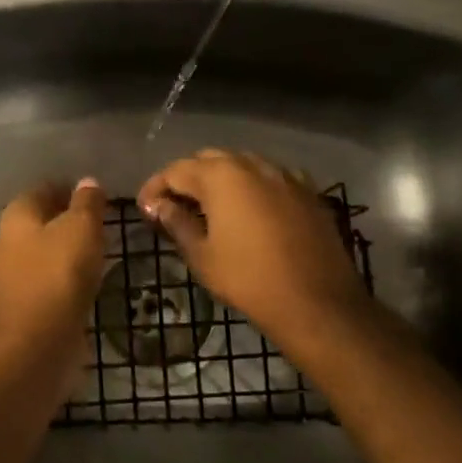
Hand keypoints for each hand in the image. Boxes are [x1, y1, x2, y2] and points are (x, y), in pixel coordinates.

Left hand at [0, 178, 107, 361]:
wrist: (37, 341)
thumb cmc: (59, 273)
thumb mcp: (81, 228)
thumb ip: (86, 203)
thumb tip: (87, 182)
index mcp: (17, 214)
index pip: (44, 188)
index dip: (70, 189)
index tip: (98, 197)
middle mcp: (8, 239)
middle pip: (42, 219)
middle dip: (69, 219)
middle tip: (103, 223)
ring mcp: (13, 273)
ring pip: (45, 250)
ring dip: (68, 249)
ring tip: (101, 250)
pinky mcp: (24, 302)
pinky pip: (49, 277)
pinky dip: (66, 275)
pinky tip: (87, 279)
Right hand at [139, 150, 369, 354]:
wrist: (316, 302)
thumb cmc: (248, 279)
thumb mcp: (202, 255)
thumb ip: (177, 223)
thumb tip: (159, 206)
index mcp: (220, 176)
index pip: (175, 171)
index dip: (155, 188)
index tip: (145, 210)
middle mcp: (252, 164)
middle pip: (208, 160)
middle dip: (187, 179)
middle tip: (174, 207)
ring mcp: (284, 175)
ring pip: (241, 165)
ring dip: (220, 180)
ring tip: (210, 209)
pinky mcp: (307, 191)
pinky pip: (270, 178)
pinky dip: (252, 187)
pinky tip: (250, 211)